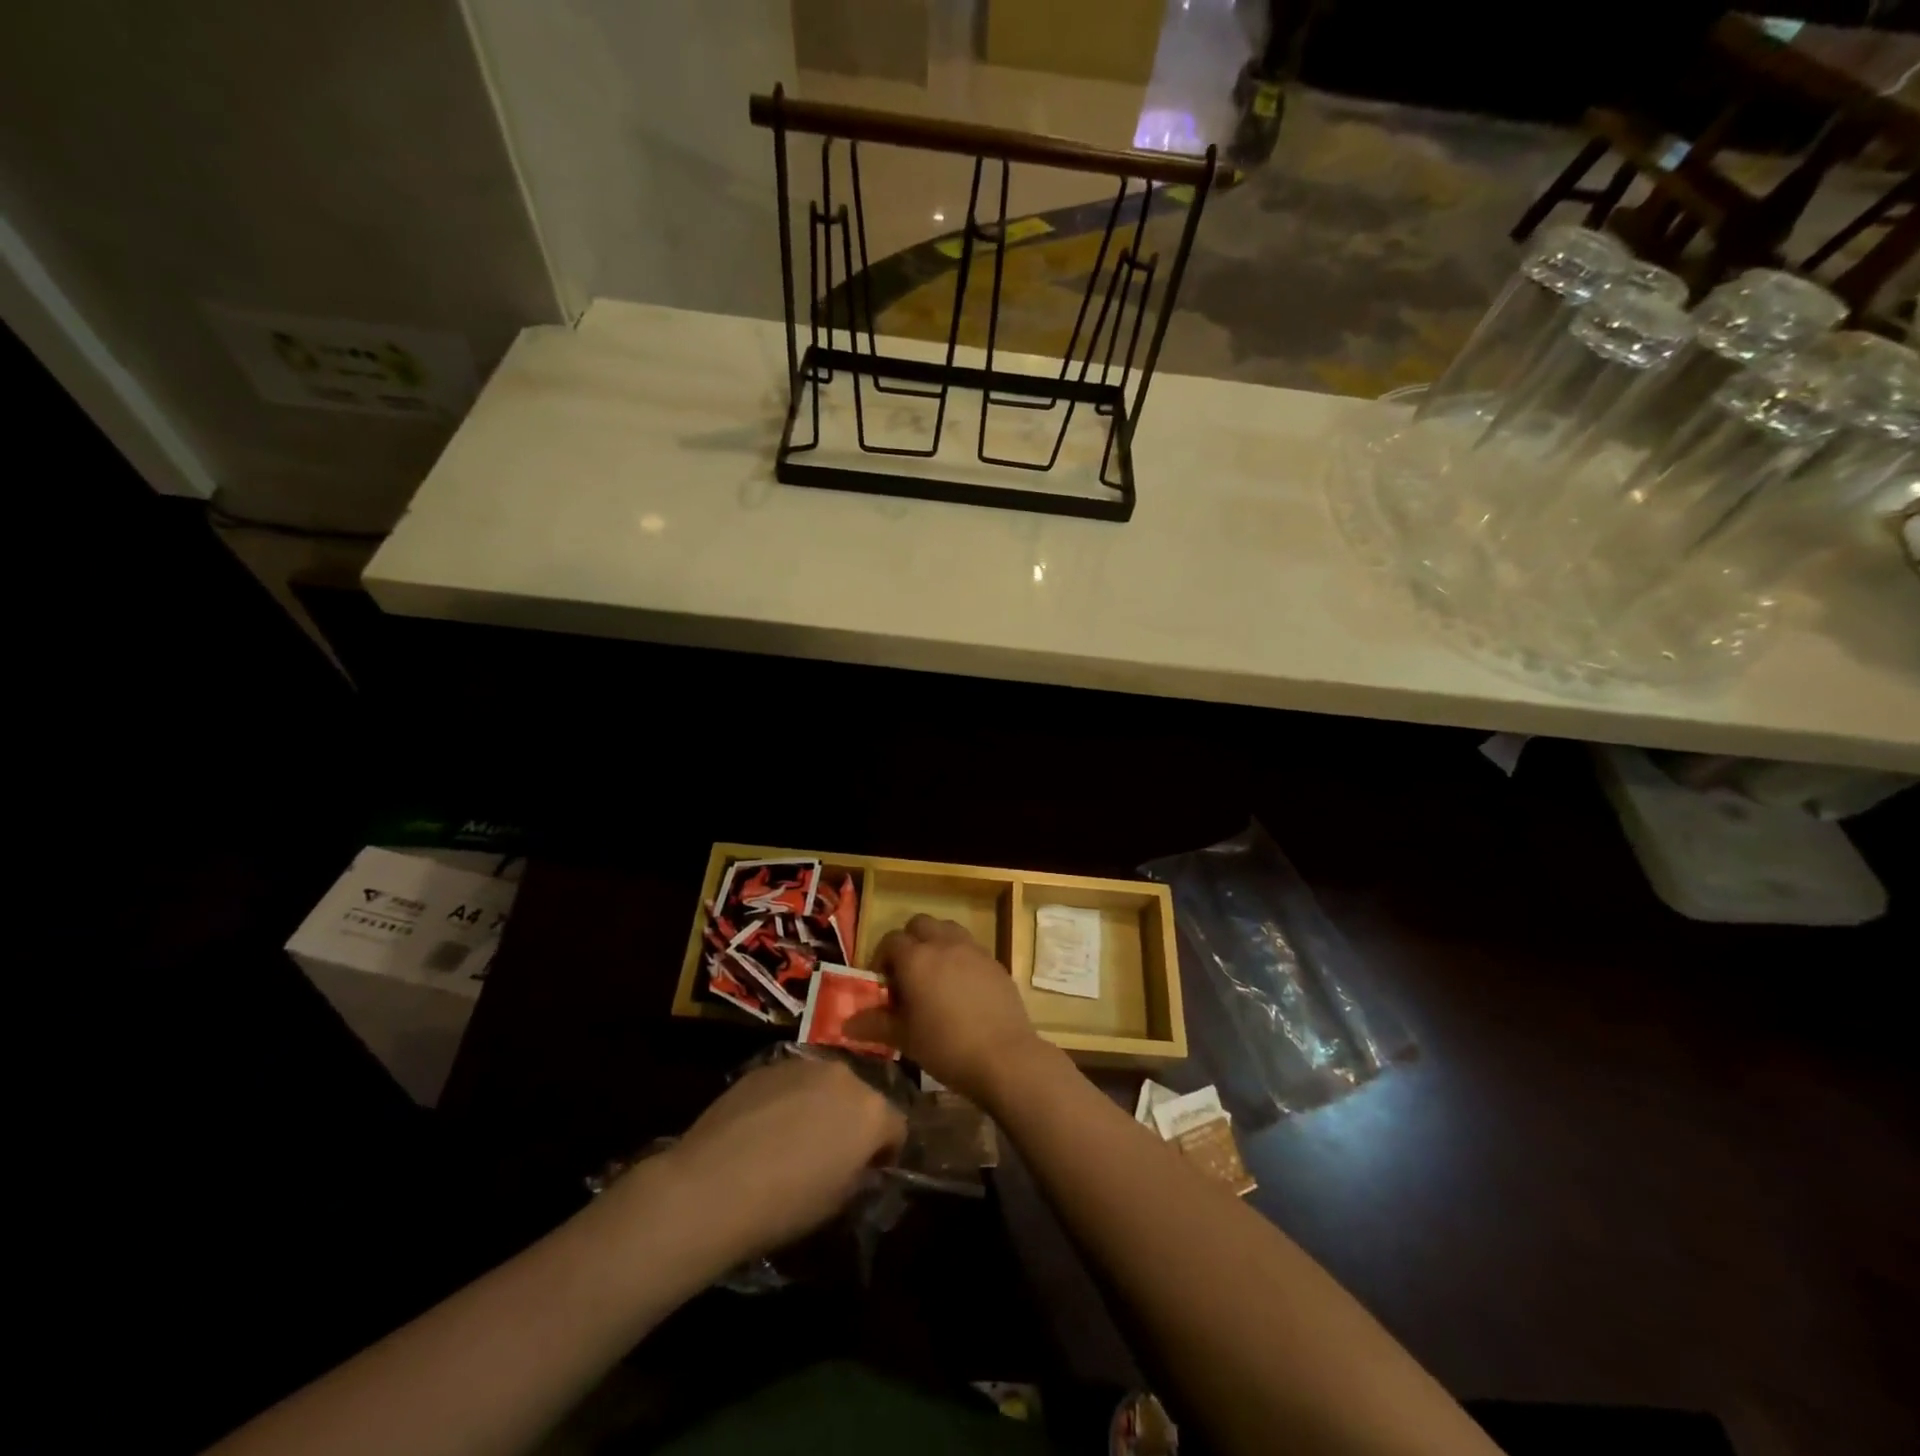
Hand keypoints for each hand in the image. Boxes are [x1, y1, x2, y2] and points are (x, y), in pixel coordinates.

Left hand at [661, 1056, 904, 1258]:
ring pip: (825, 1085)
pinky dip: (787, 1100)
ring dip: (820, 1106)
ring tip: (793, 1139)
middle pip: (860, 1097)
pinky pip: (791, 1082)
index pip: (896, 1127)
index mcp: (871, 1110)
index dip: (885, 1152)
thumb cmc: (785, 1204)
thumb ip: (859, 1174)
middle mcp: (843, 1075)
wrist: (712, 1186)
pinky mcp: (767, 1065)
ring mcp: (803, 1064)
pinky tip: (763, 1130)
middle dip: (852, 1122)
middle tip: (831, 1155)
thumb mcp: (838, 1202)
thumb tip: (857, 1165)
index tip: (869, 1173)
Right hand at [848, 914, 1048, 1104]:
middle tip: (907, 974)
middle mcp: (944, 944)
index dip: (882, 958)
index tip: (884, 985)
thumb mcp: (904, 1038)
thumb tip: (846, 1025)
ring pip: (948, 929)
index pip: (891, 940)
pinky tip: (962, 988)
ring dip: (936, 942)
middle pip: (920, 924)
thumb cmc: (946, 1046)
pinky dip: (960, 956)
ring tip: (935, 976)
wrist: (1003, 1056)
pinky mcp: (994, 961)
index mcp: (916, 958)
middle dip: (909, 941)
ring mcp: (973, 949)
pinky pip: (970, 947)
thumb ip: (875, 1025)